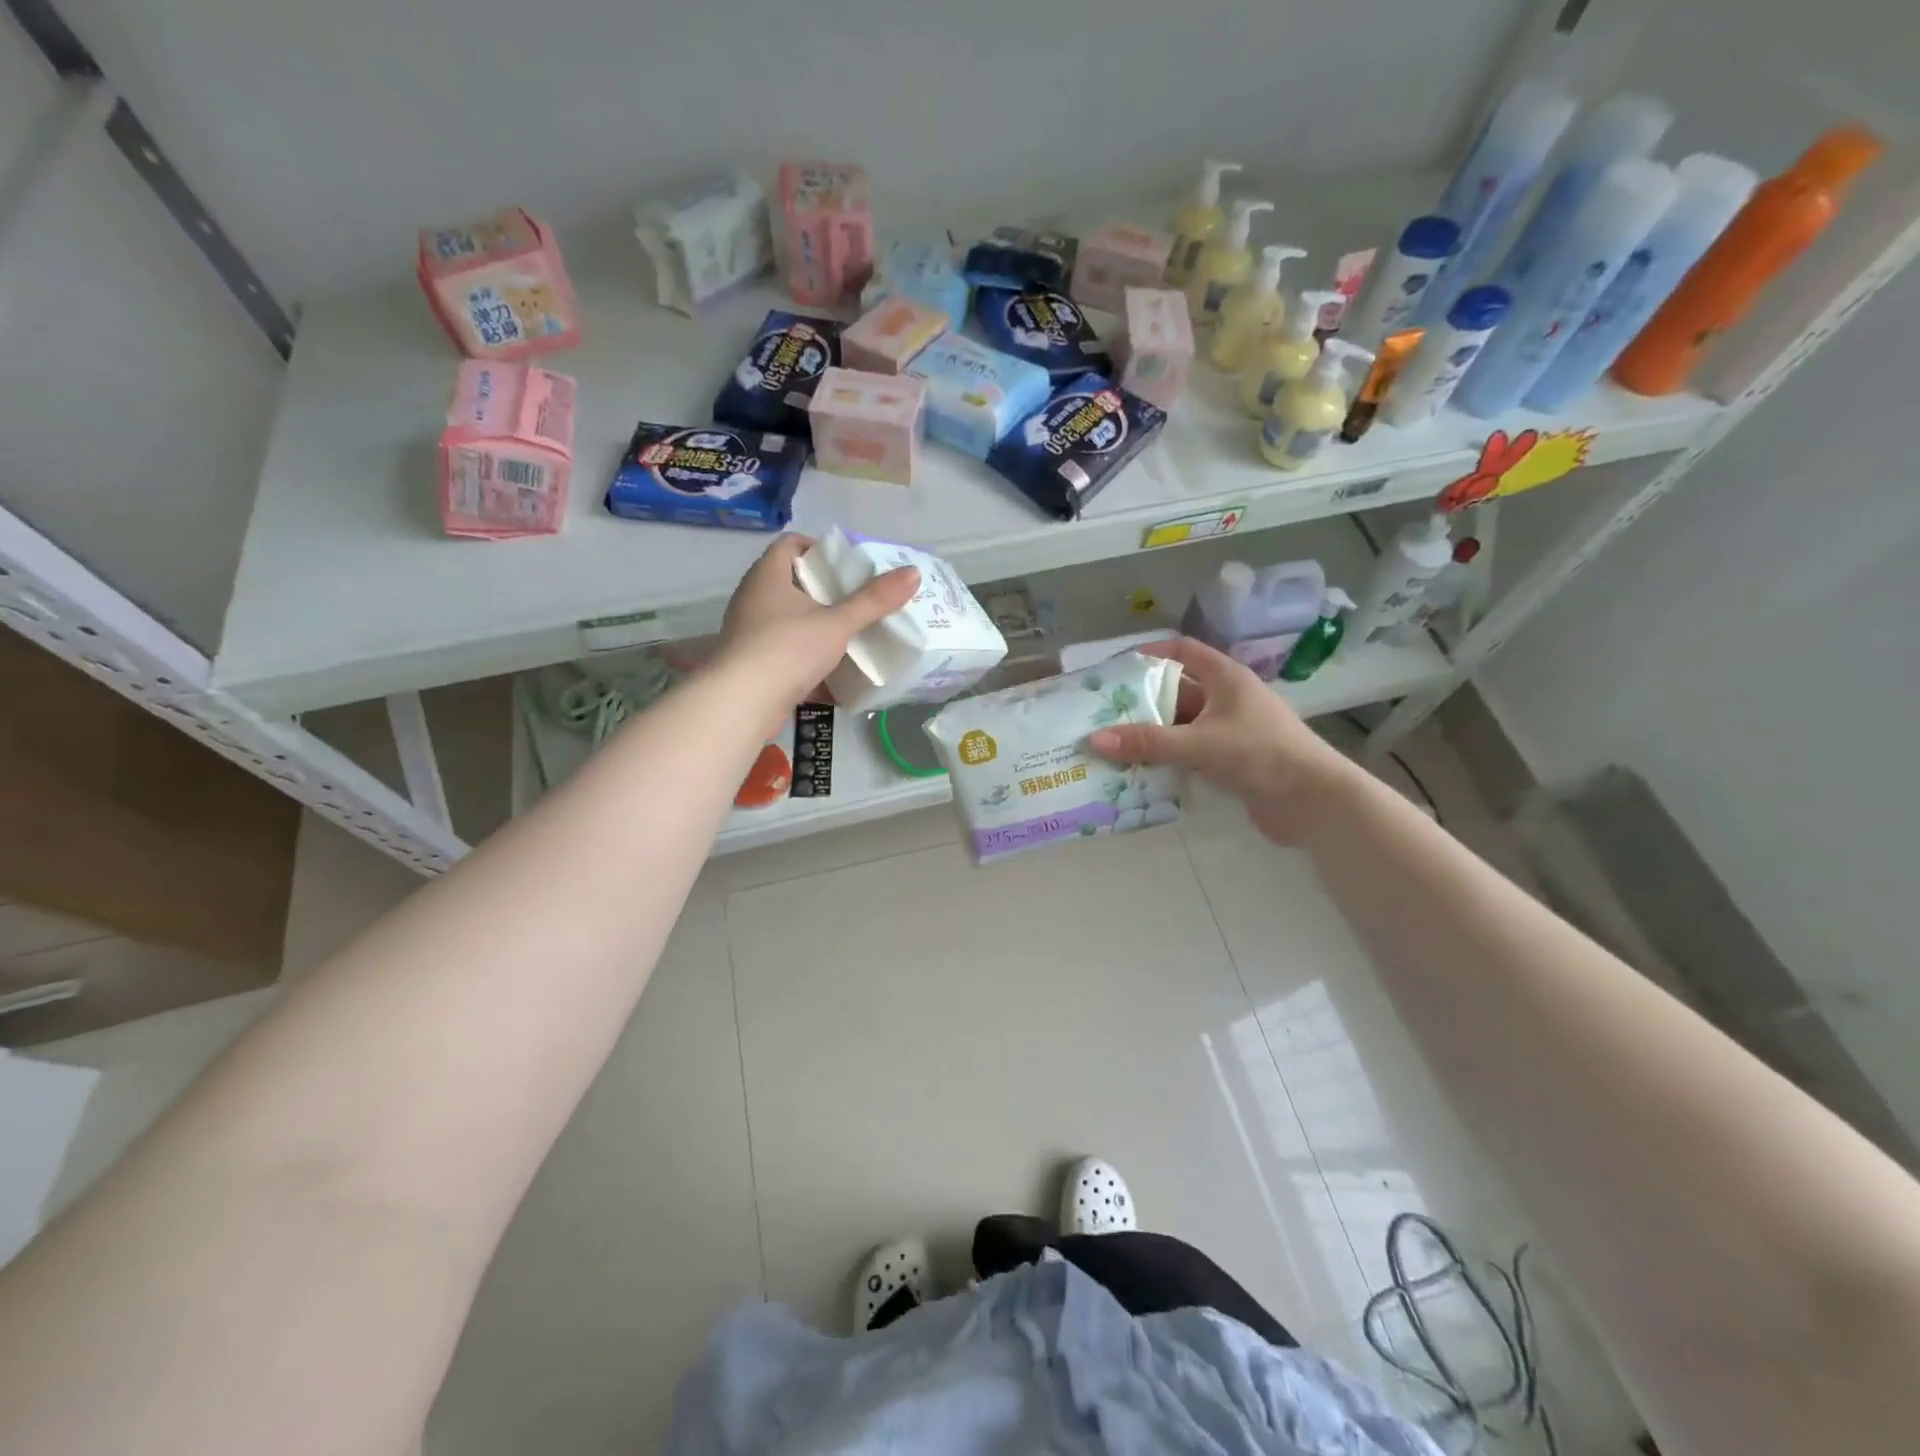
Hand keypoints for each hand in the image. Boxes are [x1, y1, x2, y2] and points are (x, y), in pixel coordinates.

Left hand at [717, 534, 919, 711]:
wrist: (742, 704)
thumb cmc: (788, 649)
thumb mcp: (837, 623)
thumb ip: (874, 600)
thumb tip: (913, 573)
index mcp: (768, 576)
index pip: (790, 544)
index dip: (819, 548)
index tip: (848, 566)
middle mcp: (754, 599)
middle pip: (793, 583)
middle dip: (828, 591)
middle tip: (860, 599)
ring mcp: (752, 633)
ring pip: (792, 621)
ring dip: (820, 628)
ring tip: (854, 634)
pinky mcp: (755, 665)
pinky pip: (788, 654)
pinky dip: (811, 660)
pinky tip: (838, 674)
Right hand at [1088, 638, 1354, 844]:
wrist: (1314, 802)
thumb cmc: (1260, 755)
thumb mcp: (1199, 744)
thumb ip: (1147, 742)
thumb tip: (1094, 740)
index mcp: (1226, 678)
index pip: (1183, 651)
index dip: (1150, 653)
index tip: (1117, 668)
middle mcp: (1228, 699)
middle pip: (1176, 692)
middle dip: (1141, 702)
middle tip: (1102, 714)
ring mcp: (1231, 731)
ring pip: (1182, 726)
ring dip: (1152, 735)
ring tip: (1112, 745)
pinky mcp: (1233, 761)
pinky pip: (1191, 753)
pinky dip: (1168, 759)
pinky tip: (1140, 771)